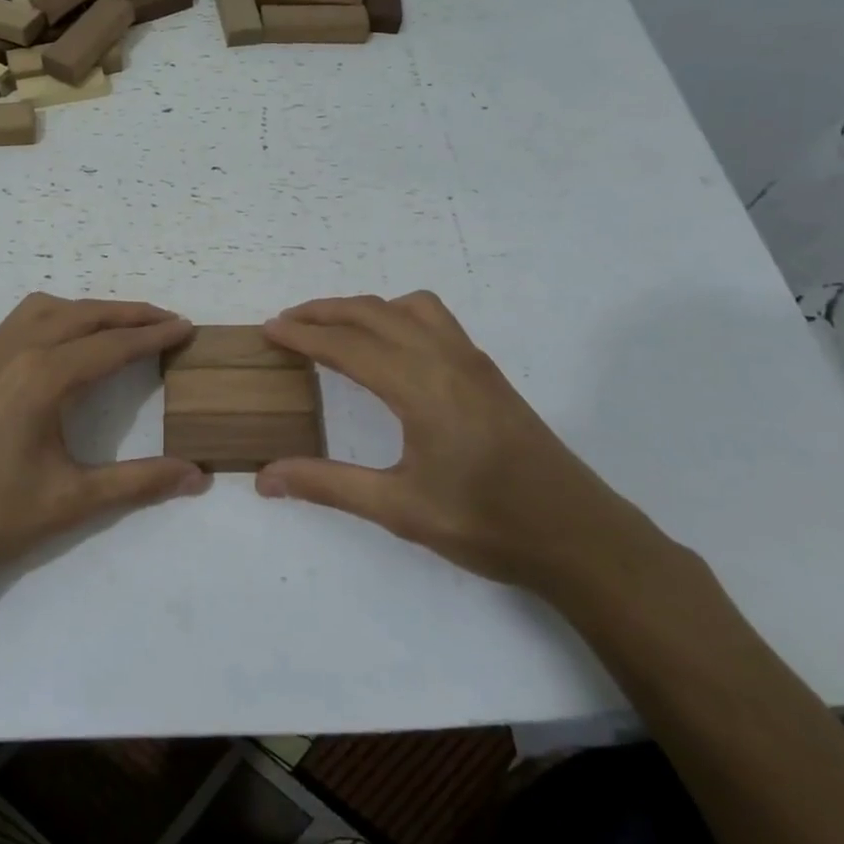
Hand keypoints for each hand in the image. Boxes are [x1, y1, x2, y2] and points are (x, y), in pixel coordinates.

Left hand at [0, 294, 208, 618]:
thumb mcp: (71, 500)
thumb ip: (139, 482)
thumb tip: (198, 476)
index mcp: (43, 376)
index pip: (112, 345)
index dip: (154, 336)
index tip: (187, 328)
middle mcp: (16, 351)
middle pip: (83, 315)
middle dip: (129, 314)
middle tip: (167, 321)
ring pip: (49, 309)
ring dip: (90, 310)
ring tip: (121, 326)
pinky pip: (21, 320)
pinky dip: (56, 316)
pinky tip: (63, 343)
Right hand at [256, 293, 671, 599]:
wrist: (578, 536)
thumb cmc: (486, 524)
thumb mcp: (398, 509)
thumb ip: (328, 485)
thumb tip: (264, 477)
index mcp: (420, 386)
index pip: (348, 345)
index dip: (303, 335)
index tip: (267, 329)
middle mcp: (445, 358)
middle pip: (374, 313)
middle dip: (325, 311)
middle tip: (287, 323)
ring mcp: (472, 361)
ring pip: (409, 307)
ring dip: (365, 308)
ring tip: (335, 328)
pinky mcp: (488, 372)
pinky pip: (435, 320)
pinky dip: (397, 316)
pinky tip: (391, 350)